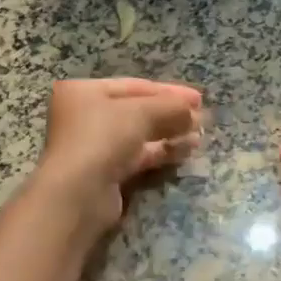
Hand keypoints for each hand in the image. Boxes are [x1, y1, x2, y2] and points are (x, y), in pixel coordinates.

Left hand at [33, 78, 202, 232]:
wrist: (78, 194)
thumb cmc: (102, 138)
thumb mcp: (141, 112)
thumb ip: (170, 106)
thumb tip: (194, 111)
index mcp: (83, 91)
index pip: (133, 85)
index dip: (168, 91)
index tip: (198, 98)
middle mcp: (84, 115)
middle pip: (136, 110)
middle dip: (170, 113)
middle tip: (202, 117)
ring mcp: (94, 145)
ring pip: (139, 134)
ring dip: (170, 132)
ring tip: (200, 135)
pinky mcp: (105, 172)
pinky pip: (138, 155)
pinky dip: (161, 151)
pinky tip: (186, 150)